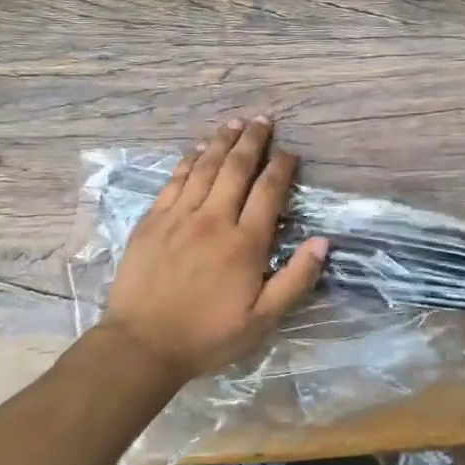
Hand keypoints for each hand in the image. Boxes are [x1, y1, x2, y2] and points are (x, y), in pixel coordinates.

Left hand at [104, 118, 327, 383]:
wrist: (142, 344)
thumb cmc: (208, 335)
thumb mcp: (262, 320)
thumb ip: (295, 279)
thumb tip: (322, 242)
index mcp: (245, 243)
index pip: (269, 191)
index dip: (282, 167)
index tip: (290, 153)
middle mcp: (214, 219)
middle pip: (236, 168)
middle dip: (253, 141)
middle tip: (264, 120)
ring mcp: (179, 216)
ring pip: (204, 167)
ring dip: (222, 141)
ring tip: (235, 123)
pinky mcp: (153, 221)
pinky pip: (175, 180)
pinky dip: (188, 160)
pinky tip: (196, 149)